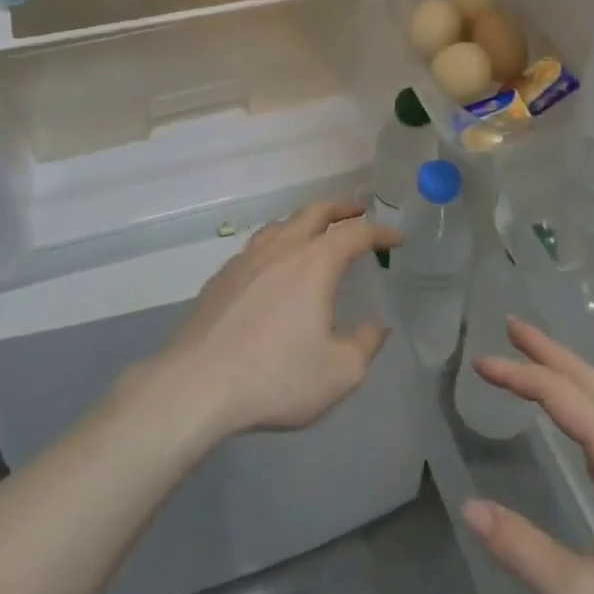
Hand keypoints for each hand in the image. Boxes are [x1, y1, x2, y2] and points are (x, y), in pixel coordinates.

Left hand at [150, 202, 396, 442]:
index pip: (355, 233)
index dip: (380, 233)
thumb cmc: (276, 377)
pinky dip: (276, 244)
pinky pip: (256, 247)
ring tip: (315, 232)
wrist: (197, 385)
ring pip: (280, 224)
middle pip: (314, 212)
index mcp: (314, 263)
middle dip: (341, 208)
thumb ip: (365, 344)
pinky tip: (274, 268)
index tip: (397, 239)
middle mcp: (280, 249)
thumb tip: (376, 327)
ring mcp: (246, 259)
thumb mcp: (339, 371)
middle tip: (358, 210)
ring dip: (305, 221)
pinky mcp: (221, 277)